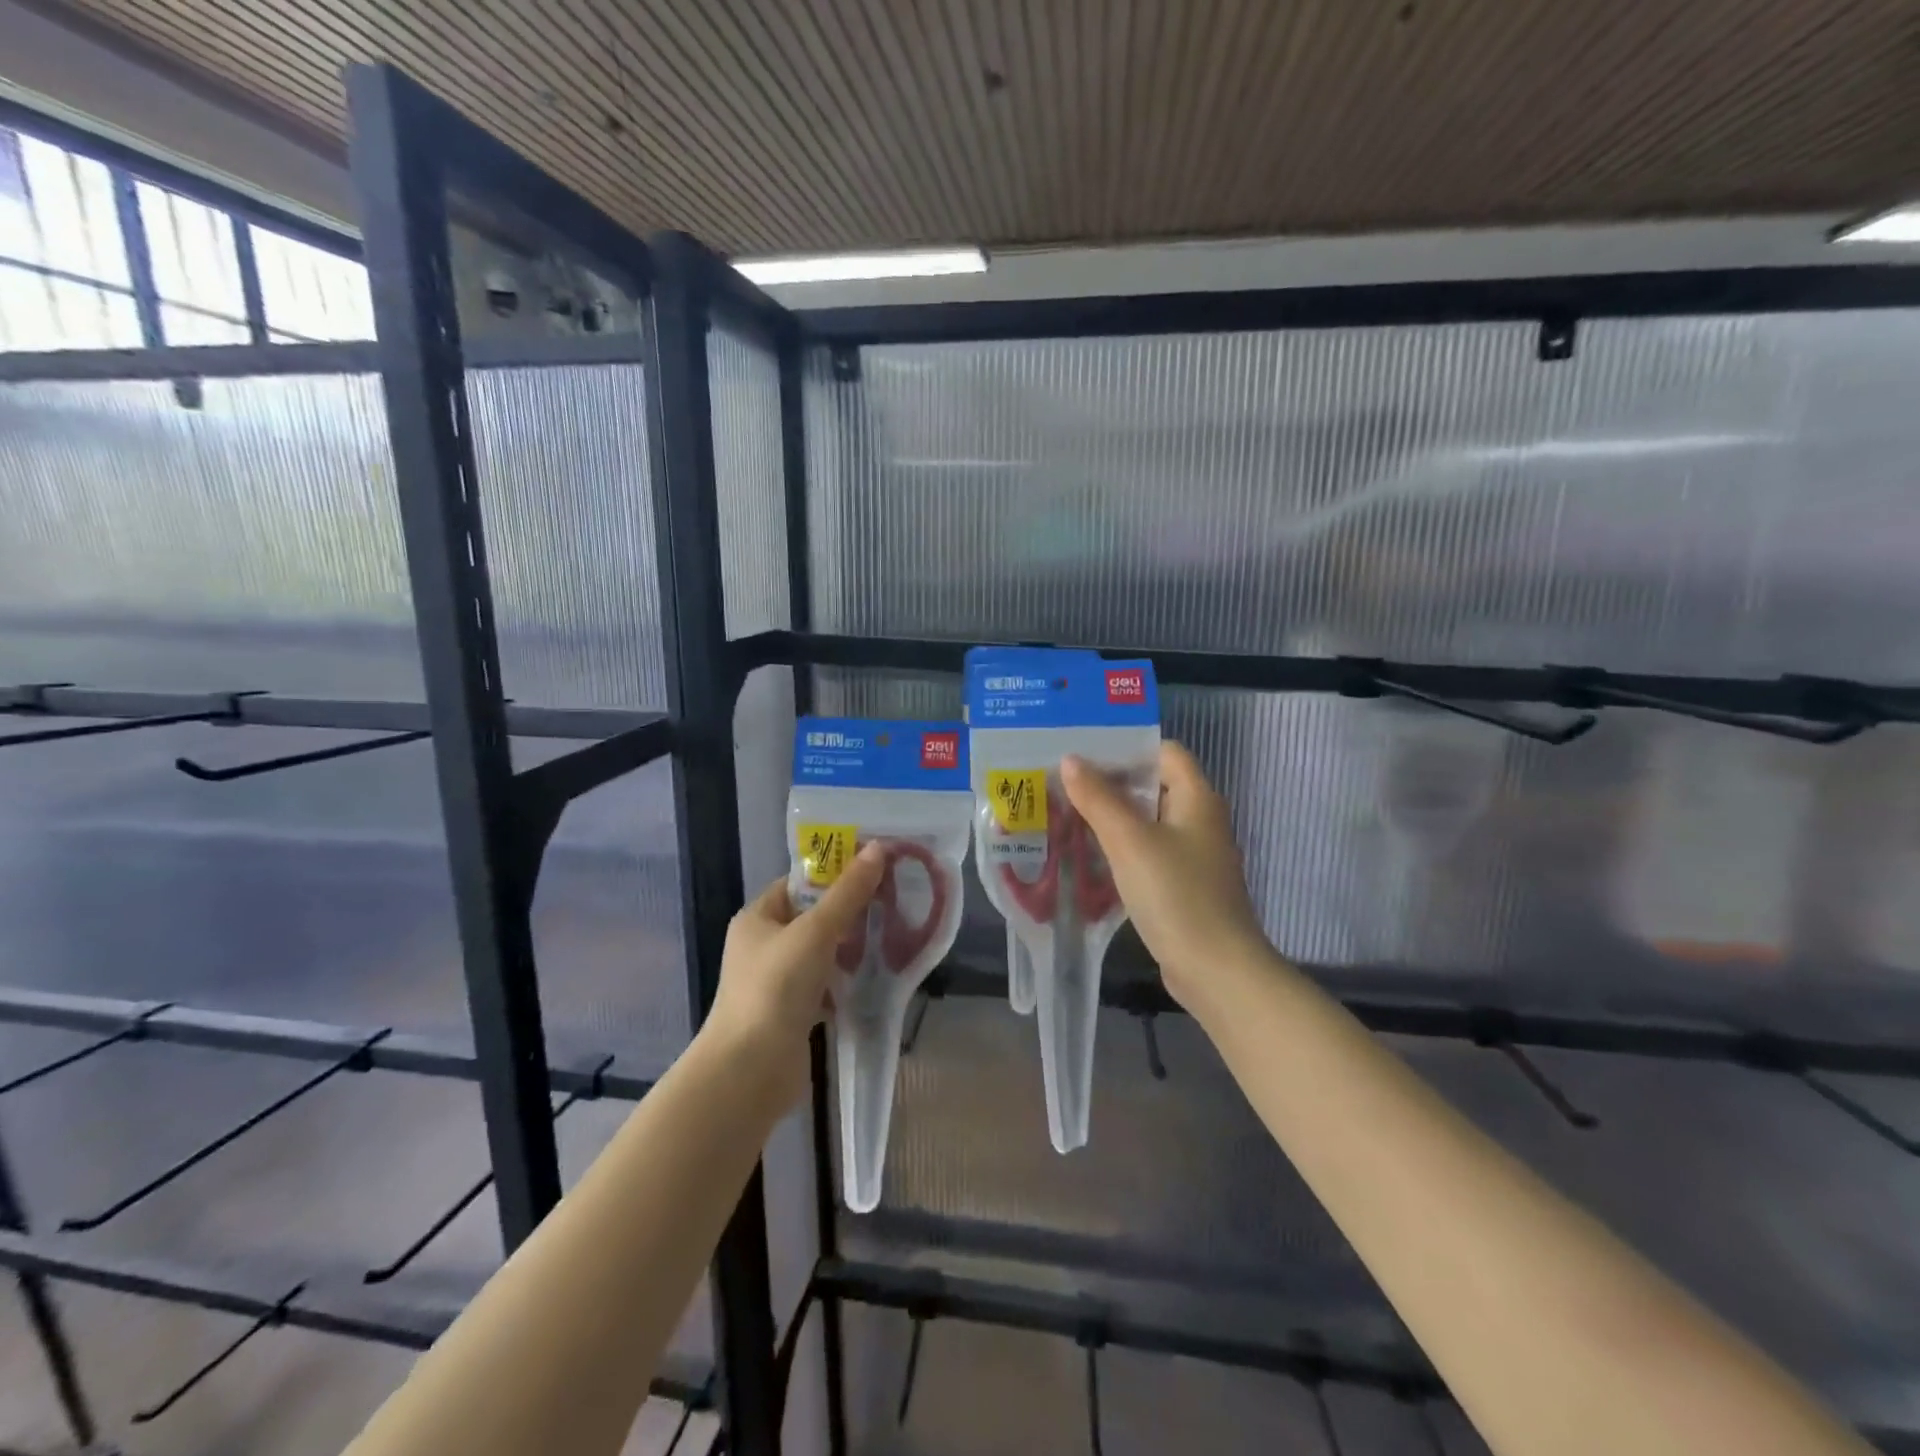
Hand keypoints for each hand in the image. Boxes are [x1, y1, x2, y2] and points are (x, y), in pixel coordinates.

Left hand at [706, 844, 886, 1110]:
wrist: (750, 1070)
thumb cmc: (776, 988)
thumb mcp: (816, 932)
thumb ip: (848, 892)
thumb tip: (878, 849)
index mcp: (757, 918)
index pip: (799, 883)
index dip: (833, 873)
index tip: (874, 868)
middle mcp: (763, 946)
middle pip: (812, 917)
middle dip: (849, 910)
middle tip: (892, 899)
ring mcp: (776, 981)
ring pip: (821, 953)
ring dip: (851, 947)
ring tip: (892, 932)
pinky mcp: (792, 1012)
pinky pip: (825, 985)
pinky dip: (847, 980)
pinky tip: (877, 975)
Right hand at [1062, 742, 1269, 1012]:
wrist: (1216, 970)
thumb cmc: (1176, 894)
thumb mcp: (1129, 841)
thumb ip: (1098, 799)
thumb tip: (1071, 760)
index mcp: (1197, 798)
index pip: (1164, 752)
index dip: (1127, 748)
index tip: (1085, 754)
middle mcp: (1199, 821)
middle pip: (1153, 787)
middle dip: (1110, 784)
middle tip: (1065, 783)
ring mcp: (1193, 856)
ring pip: (1147, 823)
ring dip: (1111, 818)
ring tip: (1066, 814)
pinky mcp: (1183, 887)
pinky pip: (1147, 854)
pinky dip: (1121, 850)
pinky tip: (1088, 856)